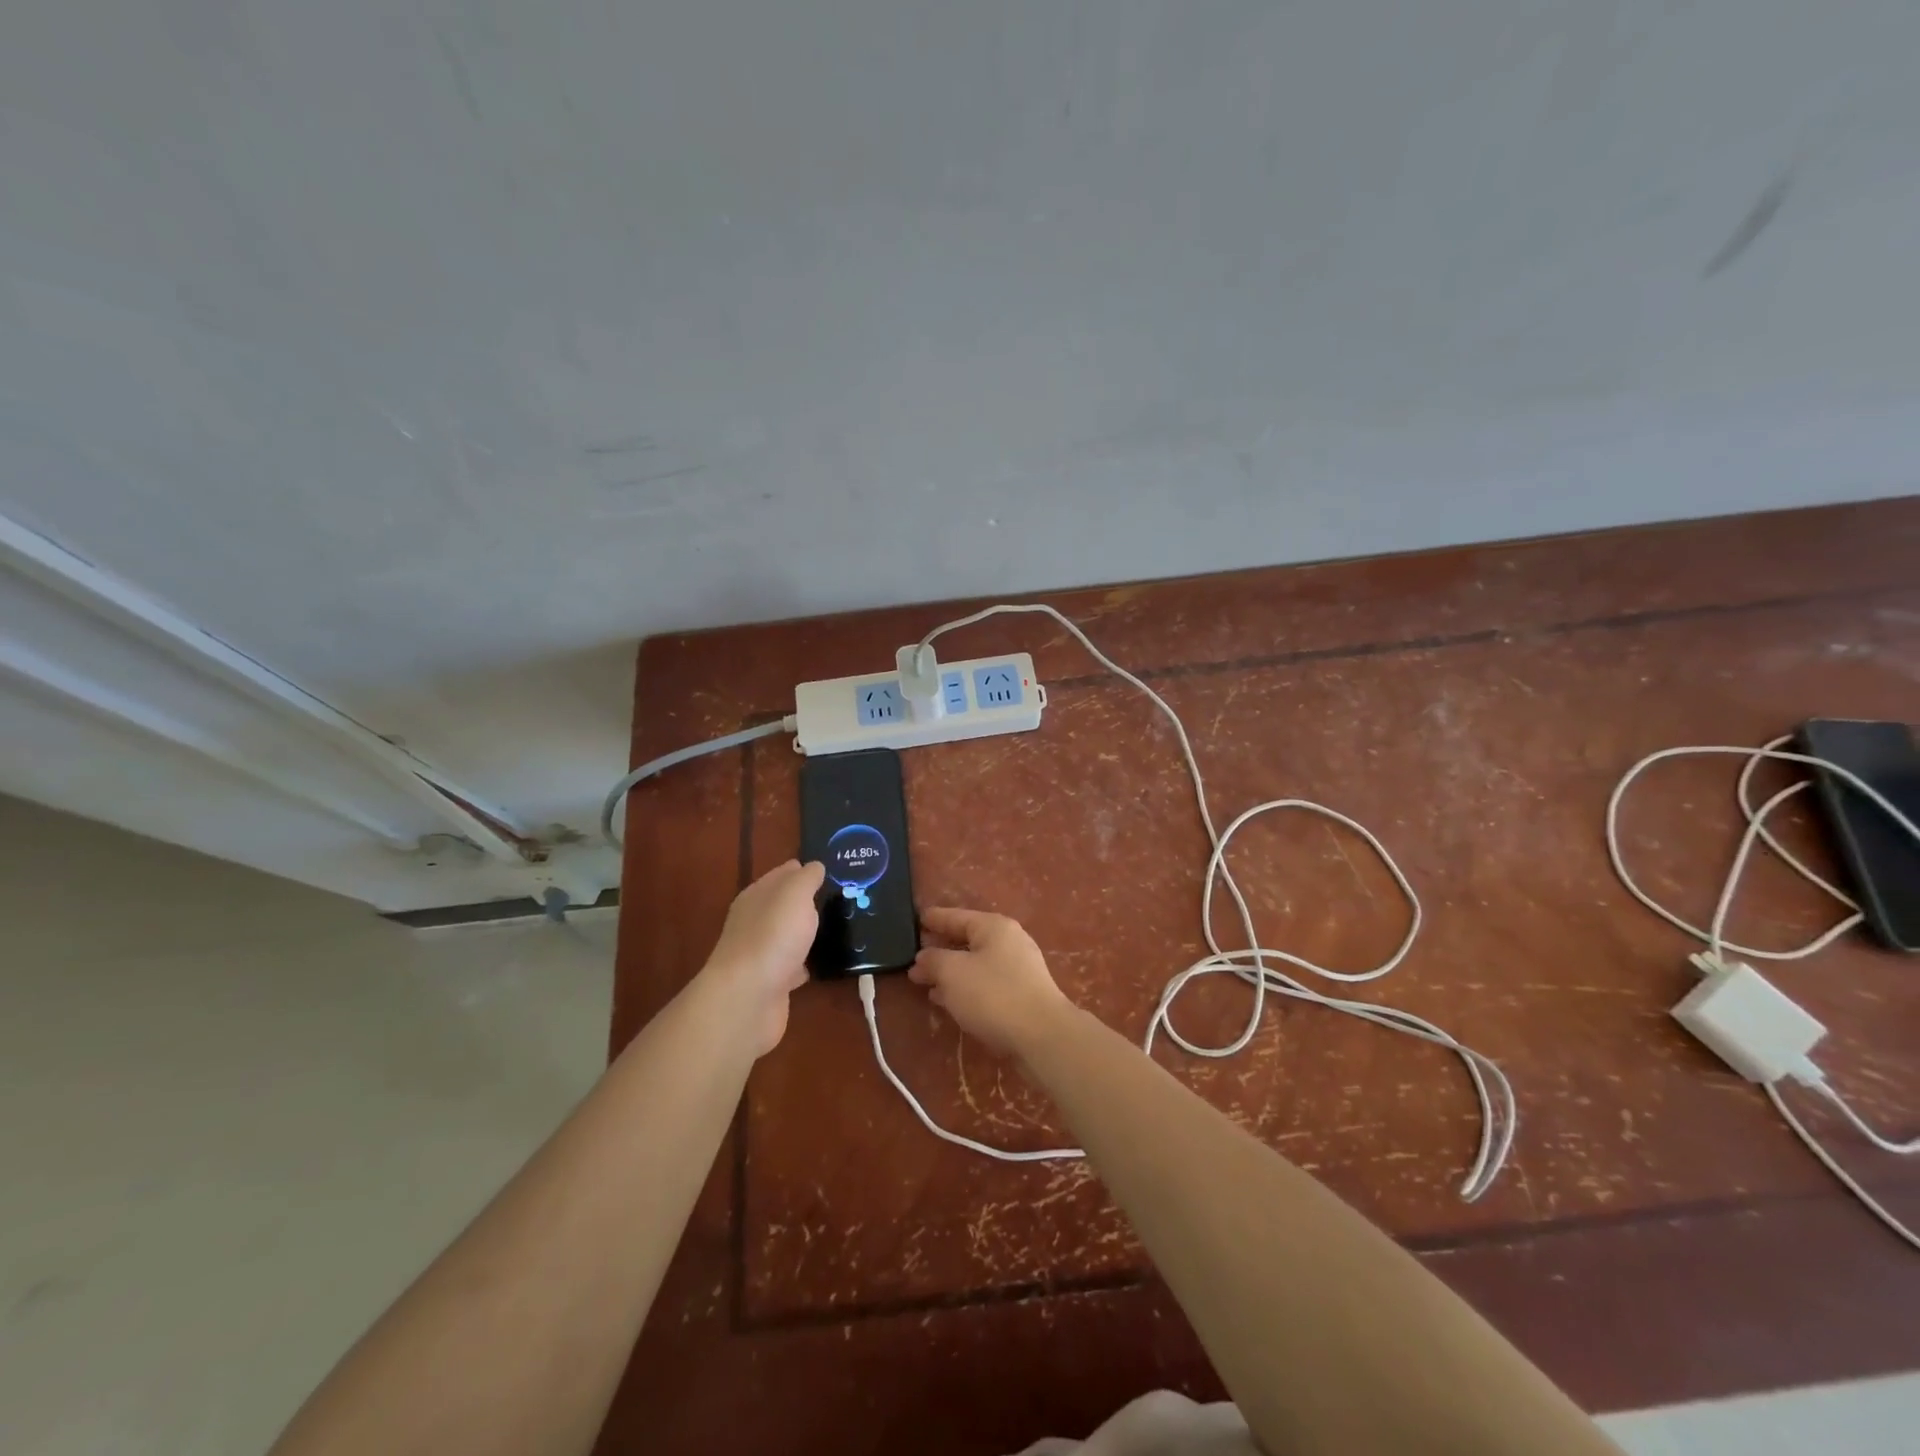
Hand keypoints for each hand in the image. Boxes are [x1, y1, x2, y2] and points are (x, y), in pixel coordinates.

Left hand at [700, 859, 824, 1056]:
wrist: (749, 999)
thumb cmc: (773, 936)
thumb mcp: (795, 894)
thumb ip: (807, 878)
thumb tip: (815, 866)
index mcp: (757, 896)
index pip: (782, 874)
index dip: (804, 869)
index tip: (832, 868)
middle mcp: (755, 922)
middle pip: (784, 905)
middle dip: (808, 901)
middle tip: (844, 896)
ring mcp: (762, 954)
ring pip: (789, 935)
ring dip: (807, 932)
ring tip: (840, 926)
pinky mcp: (771, 983)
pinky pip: (793, 966)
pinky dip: (806, 963)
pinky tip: (825, 962)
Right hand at [909, 907, 1075, 1058]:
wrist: (1042, 1036)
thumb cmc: (993, 995)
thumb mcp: (953, 973)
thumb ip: (933, 960)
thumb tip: (923, 957)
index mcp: (994, 927)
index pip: (956, 916)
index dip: (934, 919)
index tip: (914, 919)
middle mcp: (1008, 942)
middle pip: (966, 940)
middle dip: (939, 949)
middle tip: (913, 957)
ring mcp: (1018, 969)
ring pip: (974, 964)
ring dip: (949, 972)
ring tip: (923, 981)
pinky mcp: (1021, 995)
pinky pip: (984, 984)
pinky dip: (964, 988)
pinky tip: (946, 1000)